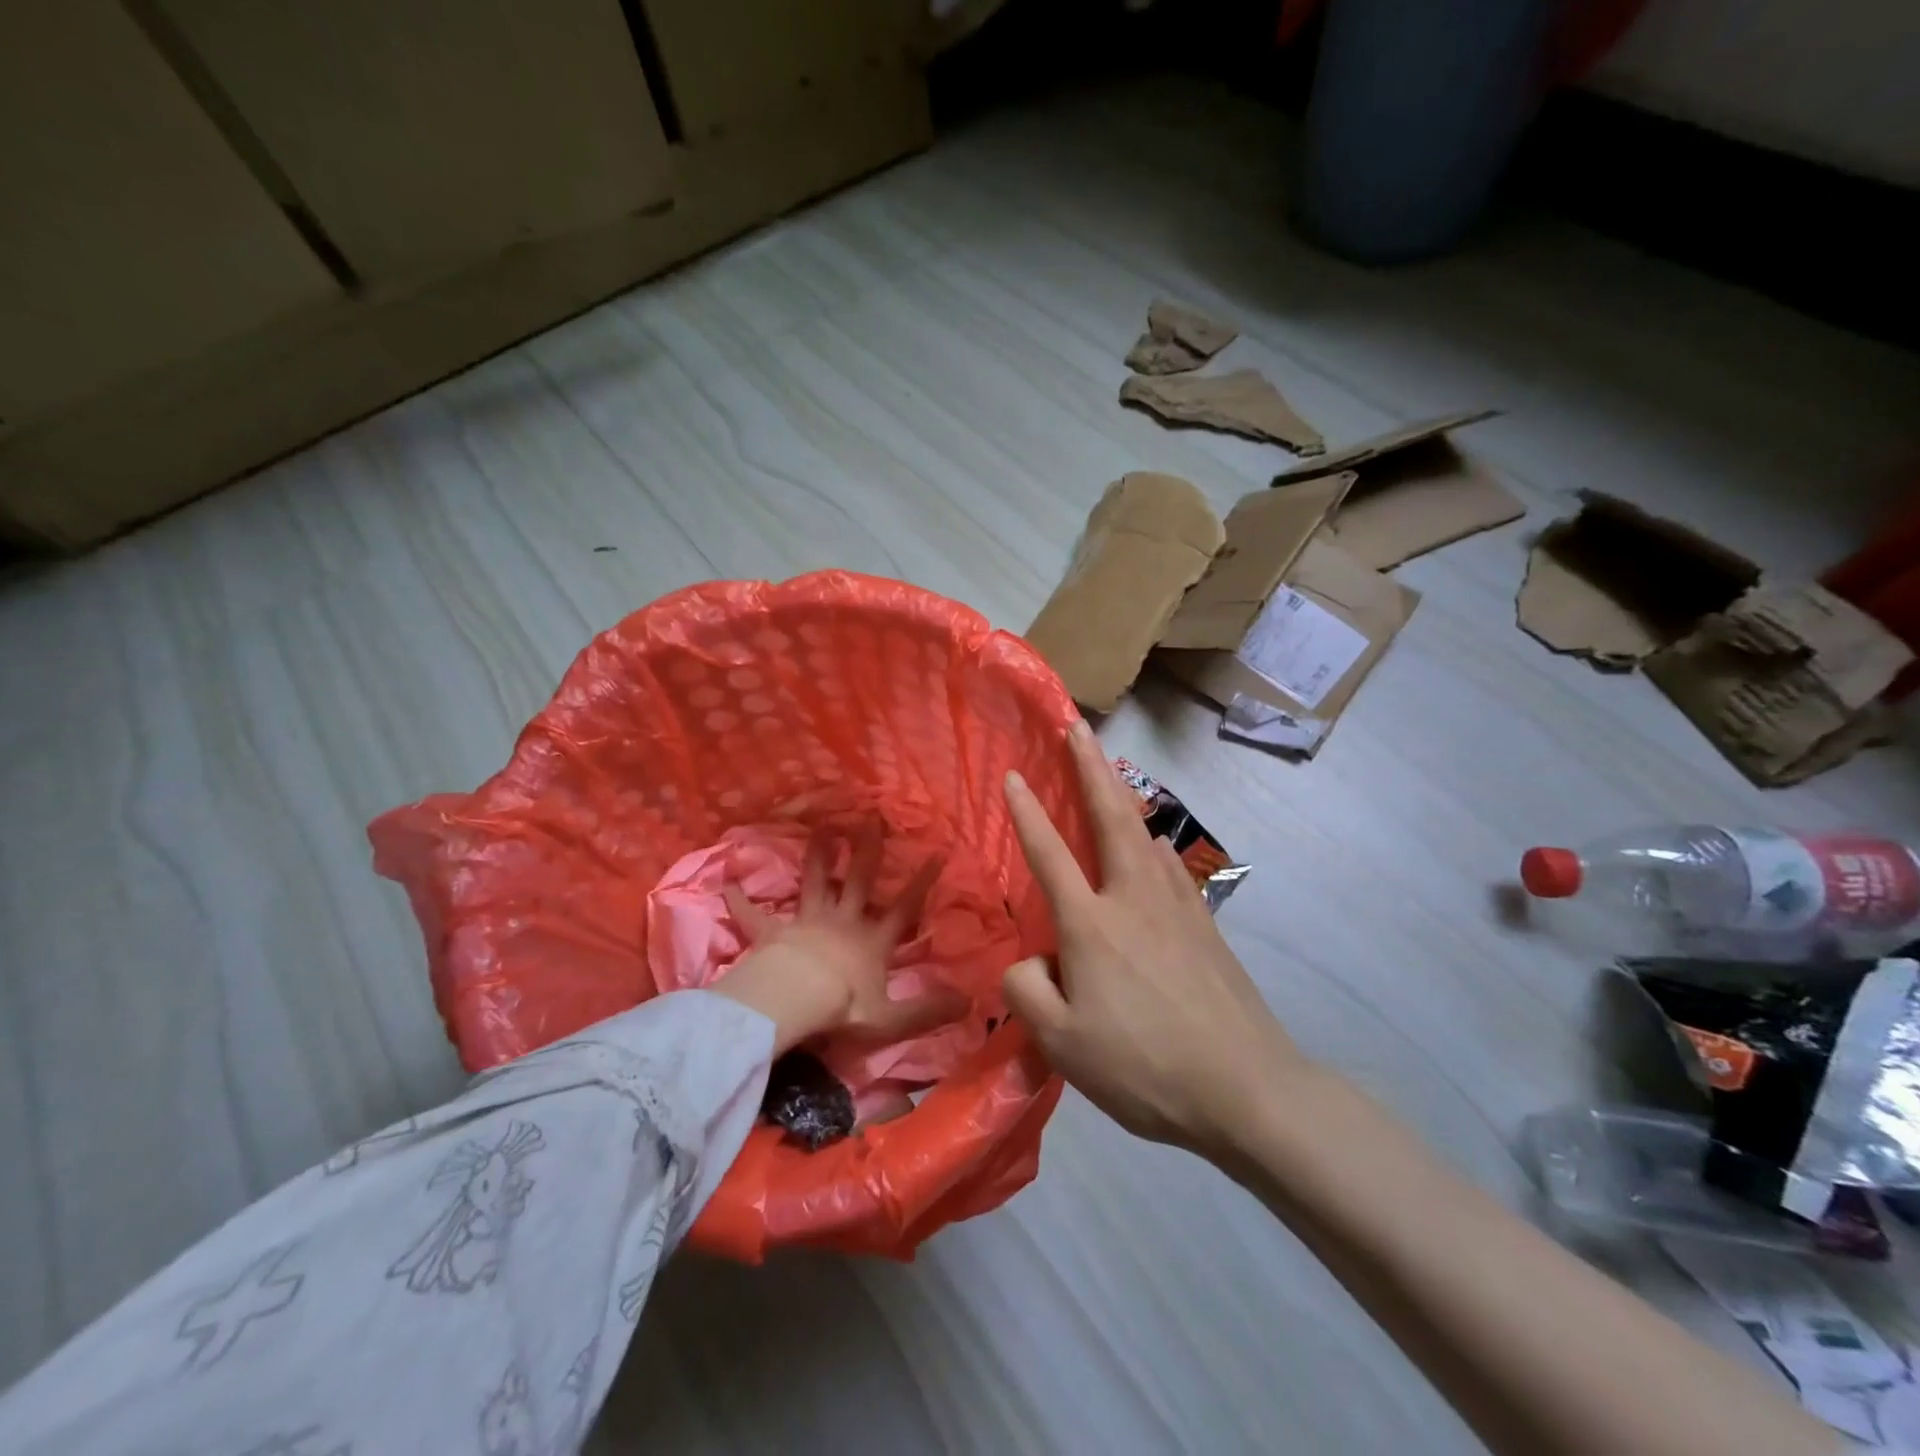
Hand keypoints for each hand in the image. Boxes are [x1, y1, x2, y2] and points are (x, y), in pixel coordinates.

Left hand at [712, 818, 966, 1054]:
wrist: (796, 1001)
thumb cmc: (843, 1008)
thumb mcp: (891, 1018)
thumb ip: (927, 1011)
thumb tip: (970, 1004)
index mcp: (871, 941)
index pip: (904, 907)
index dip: (923, 882)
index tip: (937, 852)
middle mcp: (843, 922)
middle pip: (858, 879)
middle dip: (867, 849)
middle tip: (871, 817)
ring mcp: (807, 922)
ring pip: (814, 881)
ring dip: (817, 855)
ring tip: (820, 827)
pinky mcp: (773, 932)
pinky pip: (754, 915)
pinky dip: (740, 901)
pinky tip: (725, 884)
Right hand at [1001, 721, 1306, 1157]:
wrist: (1246, 1088)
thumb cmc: (1144, 1067)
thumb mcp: (1061, 1044)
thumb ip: (1027, 990)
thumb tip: (1033, 960)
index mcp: (1091, 923)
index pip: (1049, 853)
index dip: (1027, 812)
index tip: (1014, 775)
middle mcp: (1133, 897)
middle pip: (1110, 815)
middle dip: (1090, 766)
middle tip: (1079, 728)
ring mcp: (1176, 905)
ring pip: (1143, 832)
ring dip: (1122, 794)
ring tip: (1109, 773)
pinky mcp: (1205, 923)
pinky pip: (1168, 862)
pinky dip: (1150, 838)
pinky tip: (1151, 845)